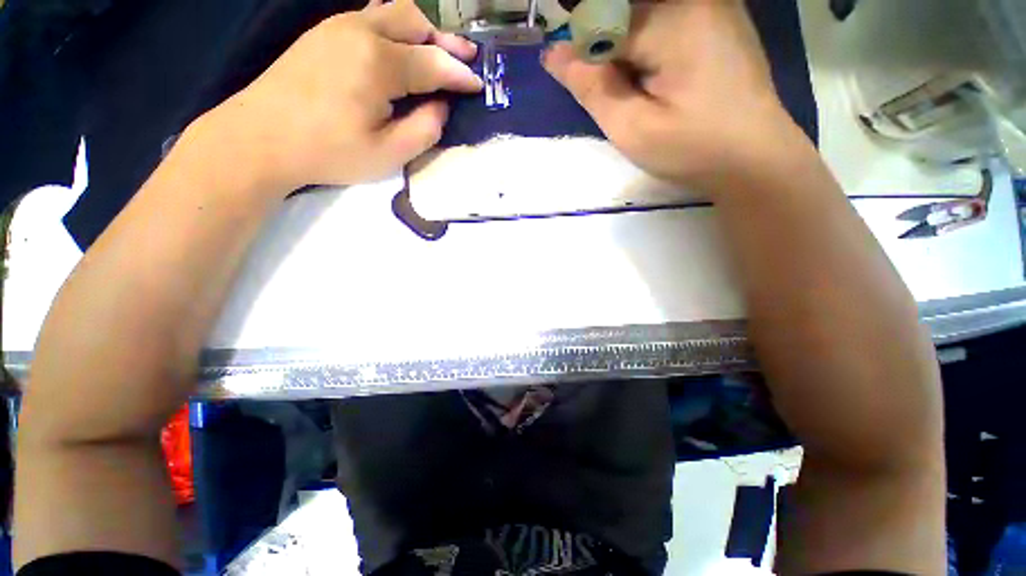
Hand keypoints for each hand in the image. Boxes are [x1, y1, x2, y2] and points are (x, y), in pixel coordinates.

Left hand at [198, 0, 482, 192]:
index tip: (478, 85)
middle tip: (465, 60)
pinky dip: (396, 29)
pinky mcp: (324, 33)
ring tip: (438, 52)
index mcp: (379, 63)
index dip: (460, 76)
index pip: (434, 64)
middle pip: (415, 21)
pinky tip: (401, 49)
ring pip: (392, 12)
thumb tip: (441, 106)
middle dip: (445, 40)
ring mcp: (338, 27)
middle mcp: (361, 31)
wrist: (261, 137)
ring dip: (421, 31)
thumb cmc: (329, 152)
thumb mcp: (389, 154)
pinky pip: (371, 18)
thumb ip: (425, 129)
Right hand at [543, 0, 808, 194]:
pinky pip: (665, 17)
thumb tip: (553, 54)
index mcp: (674, 19)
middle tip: (617, 94)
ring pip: (642, 12)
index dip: (582, 49)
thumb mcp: (632, 128)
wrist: (755, 158)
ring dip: (625, 46)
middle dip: (604, 45)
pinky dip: (646, 43)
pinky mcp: (719, 17)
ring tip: (638, 91)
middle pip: (623, 8)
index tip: (584, 85)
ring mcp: (712, 3)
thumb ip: (591, 87)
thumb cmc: (692, 150)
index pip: (603, 16)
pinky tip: (655, 77)